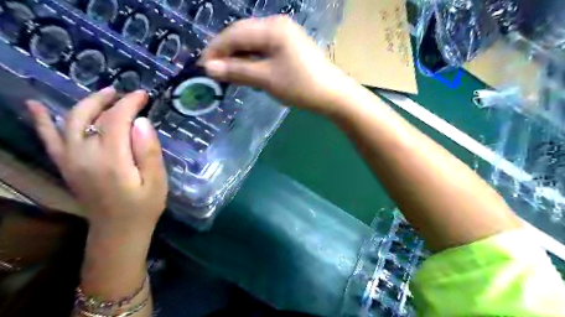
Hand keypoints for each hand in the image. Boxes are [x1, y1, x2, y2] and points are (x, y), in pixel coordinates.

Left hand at [26, 88, 166, 233]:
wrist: (118, 231)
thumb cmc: (143, 207)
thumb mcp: (157, 182)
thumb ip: (149, 152)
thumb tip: (142, 122)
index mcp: (111, 160)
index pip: (116, 120)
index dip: (129, 104)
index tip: (144, 95)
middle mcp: (84, 156)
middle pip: (90, 116)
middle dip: (109, 100)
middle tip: (127, 94)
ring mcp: (70, 160)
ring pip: (70, 121)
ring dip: (86, 104)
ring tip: (104, 94)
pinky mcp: (65, 166)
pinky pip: (49, 140)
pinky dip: (41, 122)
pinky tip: (35, 106)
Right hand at [201, 14, 353, 116]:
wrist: (332, 95)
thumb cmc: (300, 86)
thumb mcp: (266, 79)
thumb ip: (237, 71)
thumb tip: (209, 67)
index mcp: (272, 28)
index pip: (235, 33)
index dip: (216, 49)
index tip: (203, 67)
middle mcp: (277, 25)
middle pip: (243, 35)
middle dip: (226, 53)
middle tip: (214, 72)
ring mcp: (285, 35)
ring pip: (253, 43)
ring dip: (239, 57)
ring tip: (229, 74)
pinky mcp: (289, 47)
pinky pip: (264, 49)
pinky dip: (253, 60)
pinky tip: (248, 71)